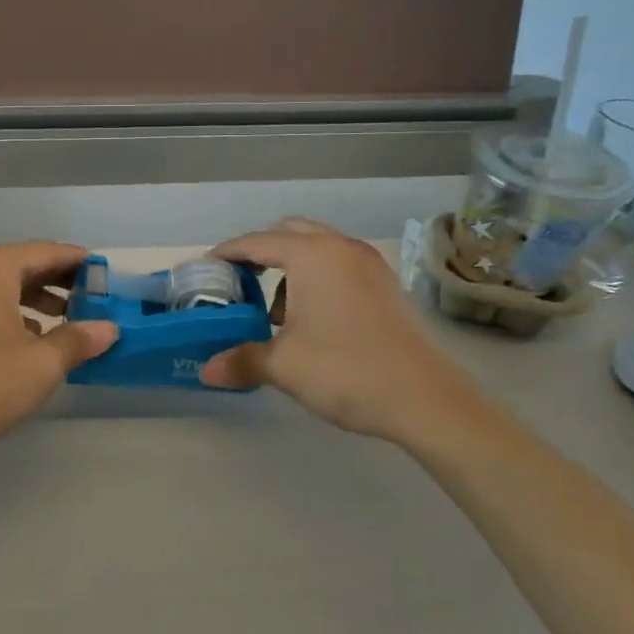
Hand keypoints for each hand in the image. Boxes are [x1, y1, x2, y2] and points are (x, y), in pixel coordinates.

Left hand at [0, 243, 117, 517]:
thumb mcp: (40, 365)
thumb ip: (78, 339)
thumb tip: (109, 329)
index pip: (46, 252)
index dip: (79, 263)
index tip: (104, 276)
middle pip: (20, 264)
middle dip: (56, 282)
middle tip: (89, 302)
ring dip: (31, 299)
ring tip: (61, 323)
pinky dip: (3, 311)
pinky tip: (21, 339)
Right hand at [200, 219, 480, 448]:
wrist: (427, 400)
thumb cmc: (346, 371)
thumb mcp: (284, 366)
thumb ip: (241, 360)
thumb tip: (205, 372)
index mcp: (313, 255)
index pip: (256, 242)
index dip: (226, 253)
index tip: (205, 269)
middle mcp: (341, 247)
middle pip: (288, 233)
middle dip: (259, 254)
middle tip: (239, 284)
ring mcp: (369, 264)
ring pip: (317, 249)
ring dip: (289, 269)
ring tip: (276, 313)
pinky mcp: (386, 284)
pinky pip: (338, 266)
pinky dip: (316, 279)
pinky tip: (311, 321)